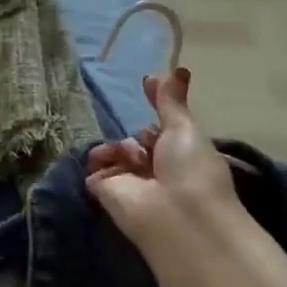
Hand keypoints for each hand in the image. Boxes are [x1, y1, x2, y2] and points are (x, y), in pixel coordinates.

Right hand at [86, 68, 242, 255]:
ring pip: (115, 149)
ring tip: (134, 160)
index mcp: (182, 154)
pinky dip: (102, 160)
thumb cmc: (191, 170)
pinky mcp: (105, 192)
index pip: (162, 127)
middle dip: (140, 136)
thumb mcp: (184, 128)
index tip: (146, 84)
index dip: (156, 106)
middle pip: (137, 138)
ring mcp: (130, 181)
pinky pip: (95, 166)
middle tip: (149, 147)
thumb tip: (175, 69)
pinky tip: (115, 166)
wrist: (175, 217)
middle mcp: (157, 169)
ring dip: (122, 147)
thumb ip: (171, 100)